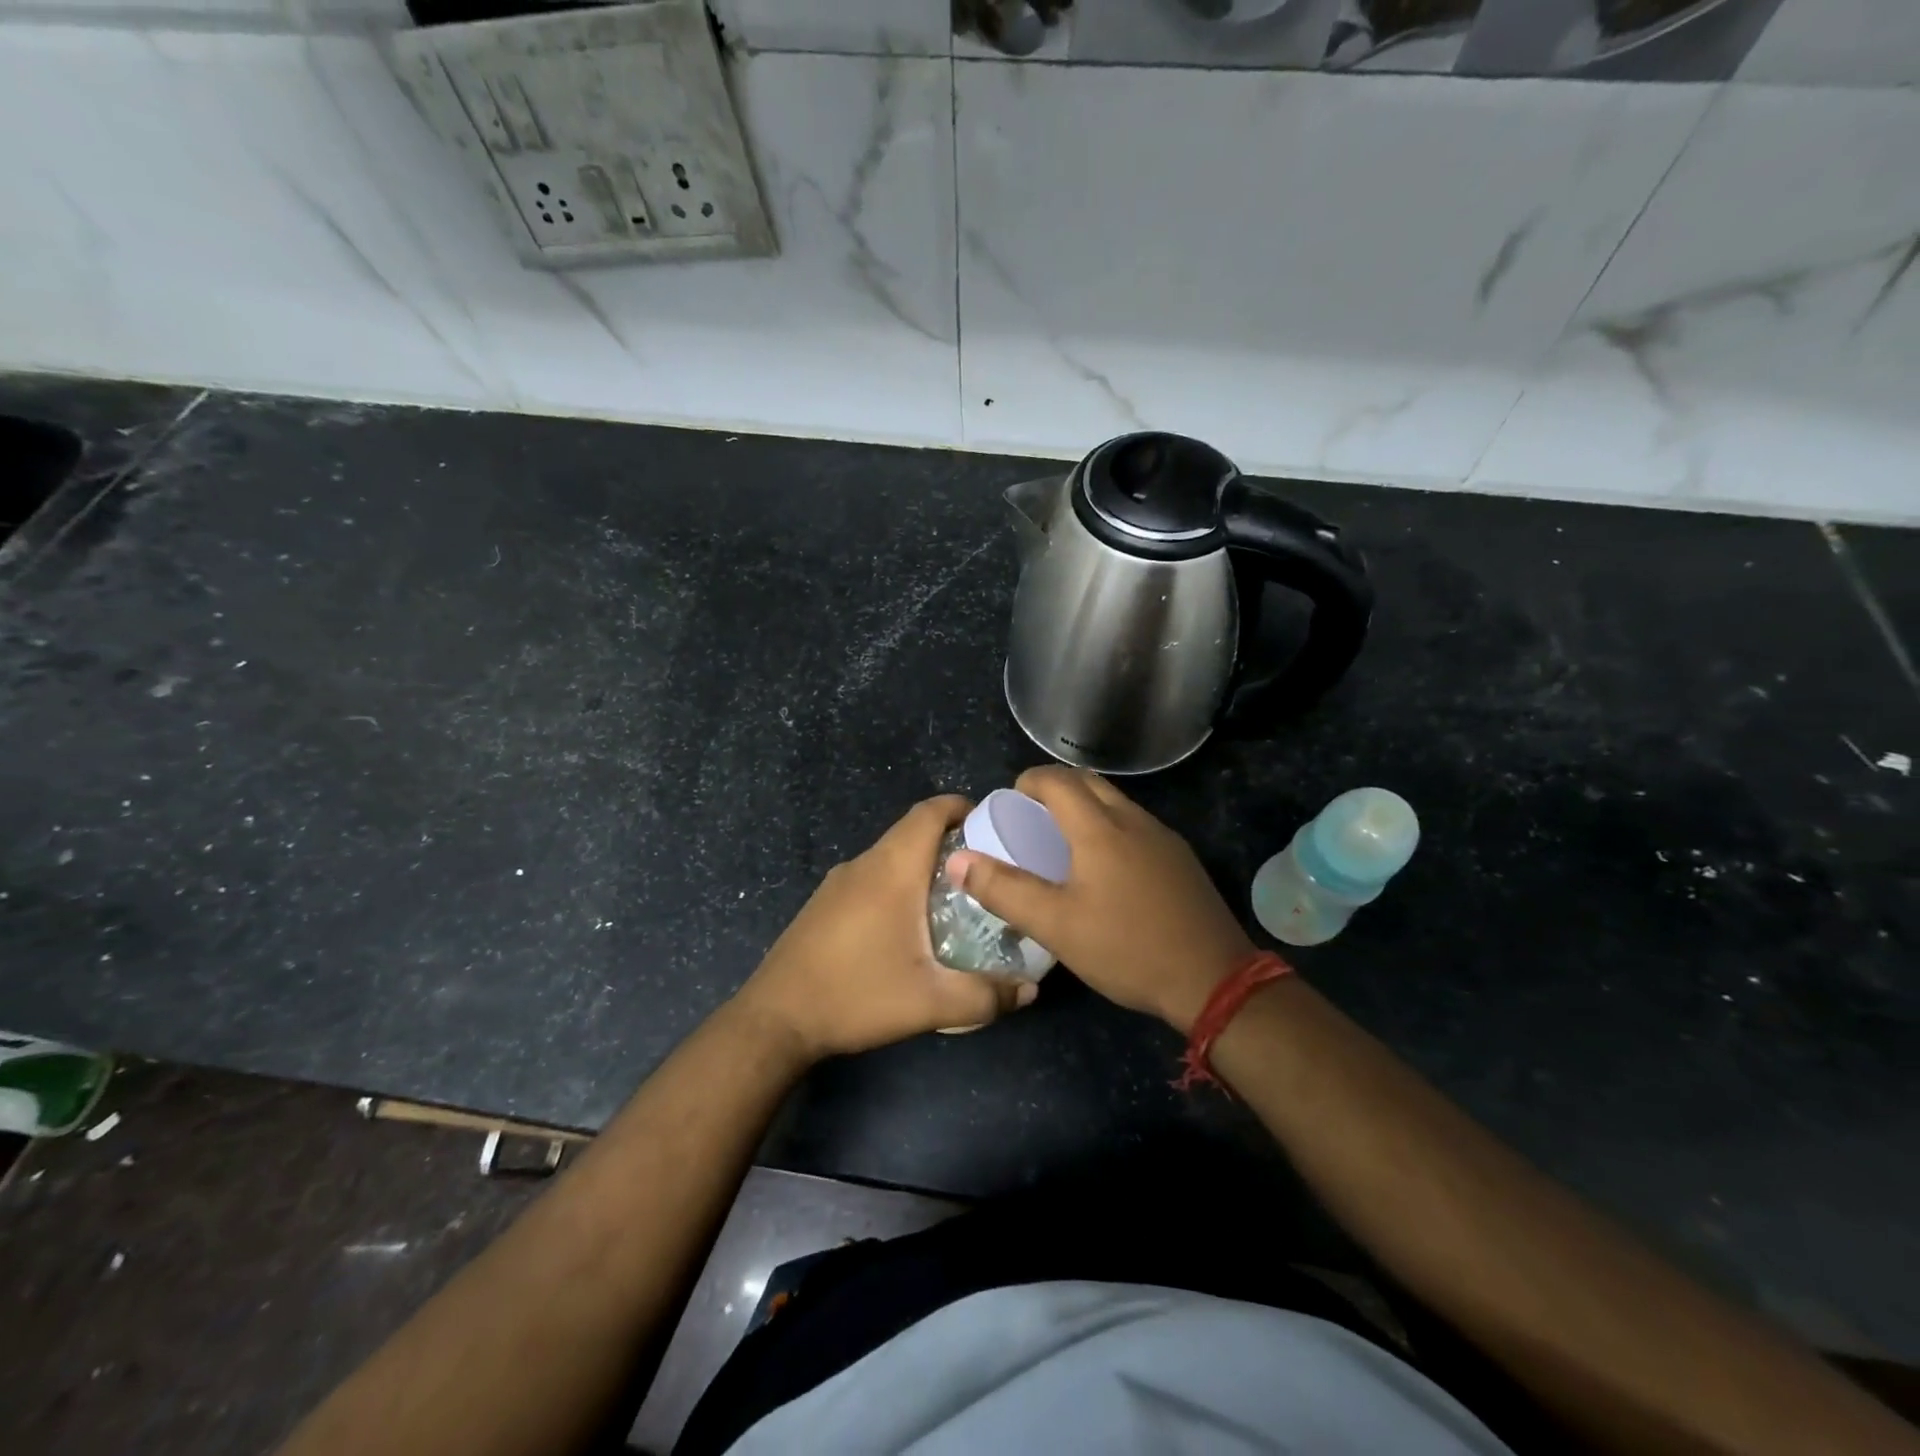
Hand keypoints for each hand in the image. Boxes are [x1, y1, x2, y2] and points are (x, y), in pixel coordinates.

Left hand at [734, 796, 1034, 1059]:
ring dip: (923, 865)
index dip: (961, 807)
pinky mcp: (824, 903)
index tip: (991, 825)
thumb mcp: (931, 1003)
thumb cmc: (856, 995)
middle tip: (985, 871)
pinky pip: (871, 877)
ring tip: (955, 899)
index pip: (929, 812)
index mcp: (891, 869)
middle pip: (912, 831)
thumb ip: (986, 996)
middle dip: (951, 841)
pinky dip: (898, 883)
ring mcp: (838, 882)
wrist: (775, 1019)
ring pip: (890, 856)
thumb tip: (1031, 990)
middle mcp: (864, 864)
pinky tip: (909, 925)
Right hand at [947, 767, 1253, 1032]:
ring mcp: (1163, 838)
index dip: (1028, 781)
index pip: (1057, 780)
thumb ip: (1004, 890)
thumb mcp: (1055, 925)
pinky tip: (1106, 868)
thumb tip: (958, 860)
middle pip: (1089, 782)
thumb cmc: (1126, 948)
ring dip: (1085, 806)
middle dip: (1055, 788)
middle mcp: (1133, 820)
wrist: (1213, 979)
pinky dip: (1110, 827)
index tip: (1010, 801)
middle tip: (1031, 817)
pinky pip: (1136, 825)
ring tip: (1063, 842)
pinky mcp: (1180, 859)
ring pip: (1116, 802)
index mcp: (1100, 828)